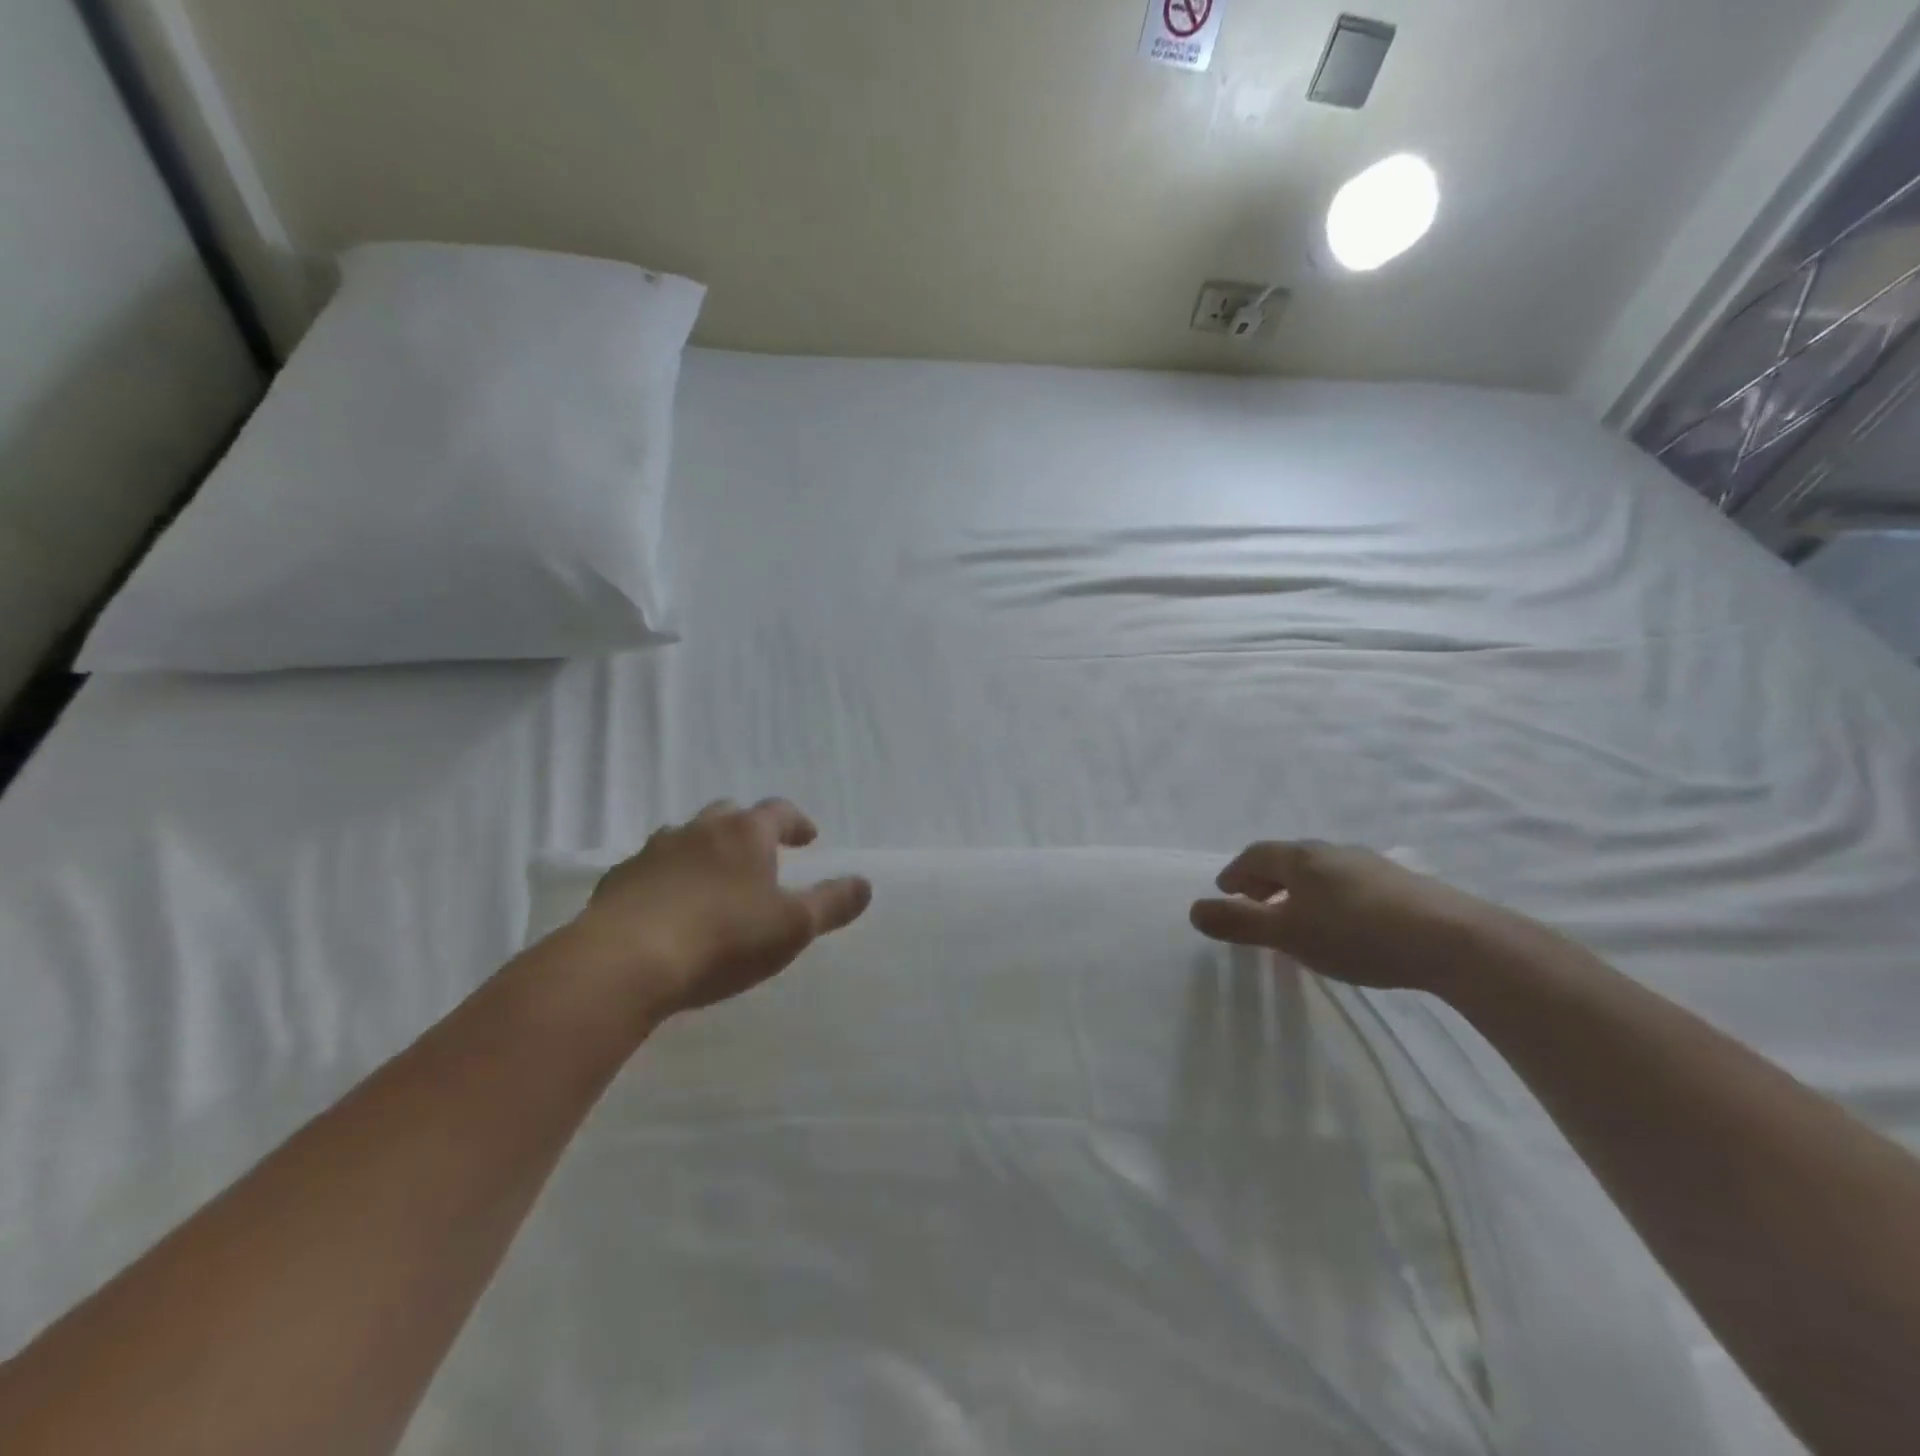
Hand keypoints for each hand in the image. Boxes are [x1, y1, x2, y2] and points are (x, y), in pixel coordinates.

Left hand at [570, 798, 871, 1021]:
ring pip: (686, 837)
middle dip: (748, 830)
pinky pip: (651, 869)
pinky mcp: (619, 880)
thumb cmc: (724, 938)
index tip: (808, 839)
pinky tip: (668, 908)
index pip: (779, 812)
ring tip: (714, 882)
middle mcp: (699, 830)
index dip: (797, 823)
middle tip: (760, 856)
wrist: (626, 962)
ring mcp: (654, 851)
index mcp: (745, 833)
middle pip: (729, 814)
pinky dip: (667, 878)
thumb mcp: (793, 926)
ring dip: (704, 851)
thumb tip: (865, 884)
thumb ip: (832, 903)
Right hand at [1189, 840, 1515, 993]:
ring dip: (1299, 888)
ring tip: (1297, 915)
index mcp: (1301, 857)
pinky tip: (1343, 923)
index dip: (1235, 872)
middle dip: (1265, 878)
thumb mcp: (1289, 934)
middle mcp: (1332, 852)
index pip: (1256, 855)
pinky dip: (1329, 897)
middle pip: (1288, 859)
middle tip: (1254, 902)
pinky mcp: (1401, 884)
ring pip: (1321, 871)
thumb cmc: (1357, 934)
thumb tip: (1192, 910)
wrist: (1454, 940)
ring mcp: (1370, 865)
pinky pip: (1348, 883)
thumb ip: (1240, 923)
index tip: (1225, 891)